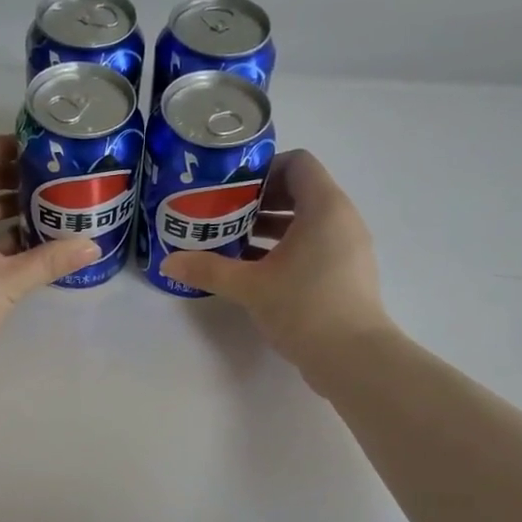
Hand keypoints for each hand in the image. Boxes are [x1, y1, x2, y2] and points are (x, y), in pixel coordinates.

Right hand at [160, 149, 392, 377]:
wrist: (352, 358)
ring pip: (306, 223)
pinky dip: (286, 250)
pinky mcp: (346, 274)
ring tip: (233, 243)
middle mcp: (342, 219)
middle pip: (300, 192)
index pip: (298, 163)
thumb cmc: (304, 307)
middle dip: (260, 201)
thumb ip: (209, 270)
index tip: (232, 189)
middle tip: (224, 215)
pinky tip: (256, 272)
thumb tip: (169, 263)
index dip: (263, 169)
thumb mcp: (250, 287)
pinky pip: (314, 246)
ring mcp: (348, 248)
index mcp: (324, 207)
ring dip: (270, 228)